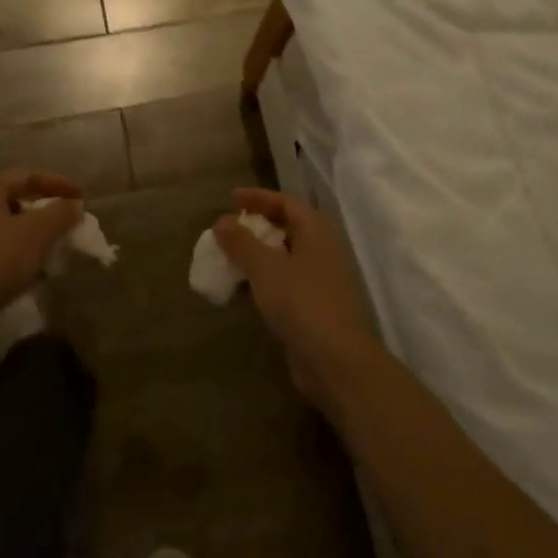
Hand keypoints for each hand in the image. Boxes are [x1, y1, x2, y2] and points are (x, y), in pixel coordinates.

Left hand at [0, 170, 83, 320]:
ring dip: (37, 235)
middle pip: (20, 200)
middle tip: (71, 222)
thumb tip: (74, 205)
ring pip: (12, 226)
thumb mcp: (38, 232)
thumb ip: (61, 213)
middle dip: (48, 212)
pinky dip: (22, 253)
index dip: (59, 184)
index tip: (83, 197)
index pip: (30, 176)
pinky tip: (37, 270)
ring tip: (58, 248)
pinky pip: (2, 247)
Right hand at [214, 188, 381, 413]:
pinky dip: (262, 280)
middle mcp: (321, 250)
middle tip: (228, 228)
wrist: (335, 359)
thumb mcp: (265, 267)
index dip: (259, 197)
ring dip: (257, 255)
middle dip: (256, 226)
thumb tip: (223, 221)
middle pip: (286, 228)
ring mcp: (319, 280)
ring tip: (228, 257)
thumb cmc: (301, 302)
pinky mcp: (313, 306)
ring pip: (284, 257)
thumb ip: (241, 242)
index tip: (231, 199)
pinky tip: (241, 289)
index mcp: (316, 231)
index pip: (286, 202)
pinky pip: (284, 282)